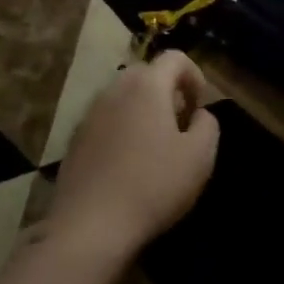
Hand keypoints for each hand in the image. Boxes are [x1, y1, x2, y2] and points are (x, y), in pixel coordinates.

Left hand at [46, 51, 218, 262]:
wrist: (90, 226)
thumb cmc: (153, 185)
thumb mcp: (200, 157)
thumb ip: (208, 125)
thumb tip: (198, 114)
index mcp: (147, 86)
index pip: (175, 58)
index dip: (194, 76)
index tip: (200, 106)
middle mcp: (115, 89)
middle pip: (147, 74)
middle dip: (168, 91)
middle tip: (181, 124)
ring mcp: (90, 113)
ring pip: (124, 96)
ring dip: (143, 110)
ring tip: (156, 145)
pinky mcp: (75, 138)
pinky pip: (106, 119)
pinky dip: (122, 128)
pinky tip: (128, 164)